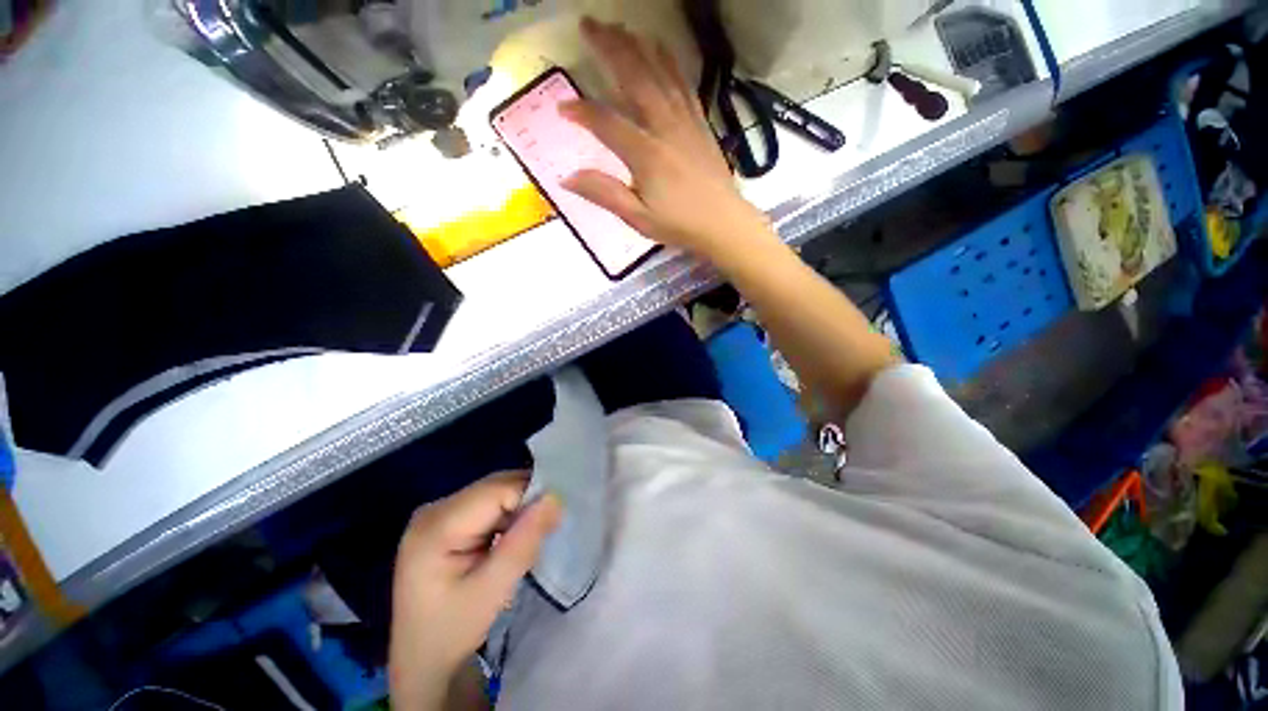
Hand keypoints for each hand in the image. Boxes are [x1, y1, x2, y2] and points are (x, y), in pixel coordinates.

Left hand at [389, 472, 561, 710]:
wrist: (421, 661)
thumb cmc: (453, 632)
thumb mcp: (492, 592)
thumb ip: (524, 542)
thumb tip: (555, 497)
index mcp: (436, 526)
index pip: (498, 490)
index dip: (530, 499)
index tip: (550, 522)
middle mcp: (434, 509)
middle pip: (495, 487)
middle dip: (526, 502)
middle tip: (543, 531)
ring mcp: (437, 513)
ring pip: (495, 492)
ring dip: (518, 509)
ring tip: (528, 537)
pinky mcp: (446, 520)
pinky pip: (488, 503)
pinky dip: (508, 515)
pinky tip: (510, 538)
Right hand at [561, 18, 775, 257]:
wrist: (723, 223)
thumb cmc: (679, 225)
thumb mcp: (638, 218)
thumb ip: (604, 194)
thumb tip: (566, 177)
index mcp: (646, 154)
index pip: (607, 122)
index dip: (582, 112)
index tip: (562, 108)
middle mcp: (665, 128)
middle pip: (635, 78)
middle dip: (609, 48)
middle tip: (588, 24)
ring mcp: (685, 121)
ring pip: (659, 72)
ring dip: (637, 45)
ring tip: (618, 26)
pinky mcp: (700, 122)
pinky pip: (683, 83)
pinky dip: (669, 61)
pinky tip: (660, 47)